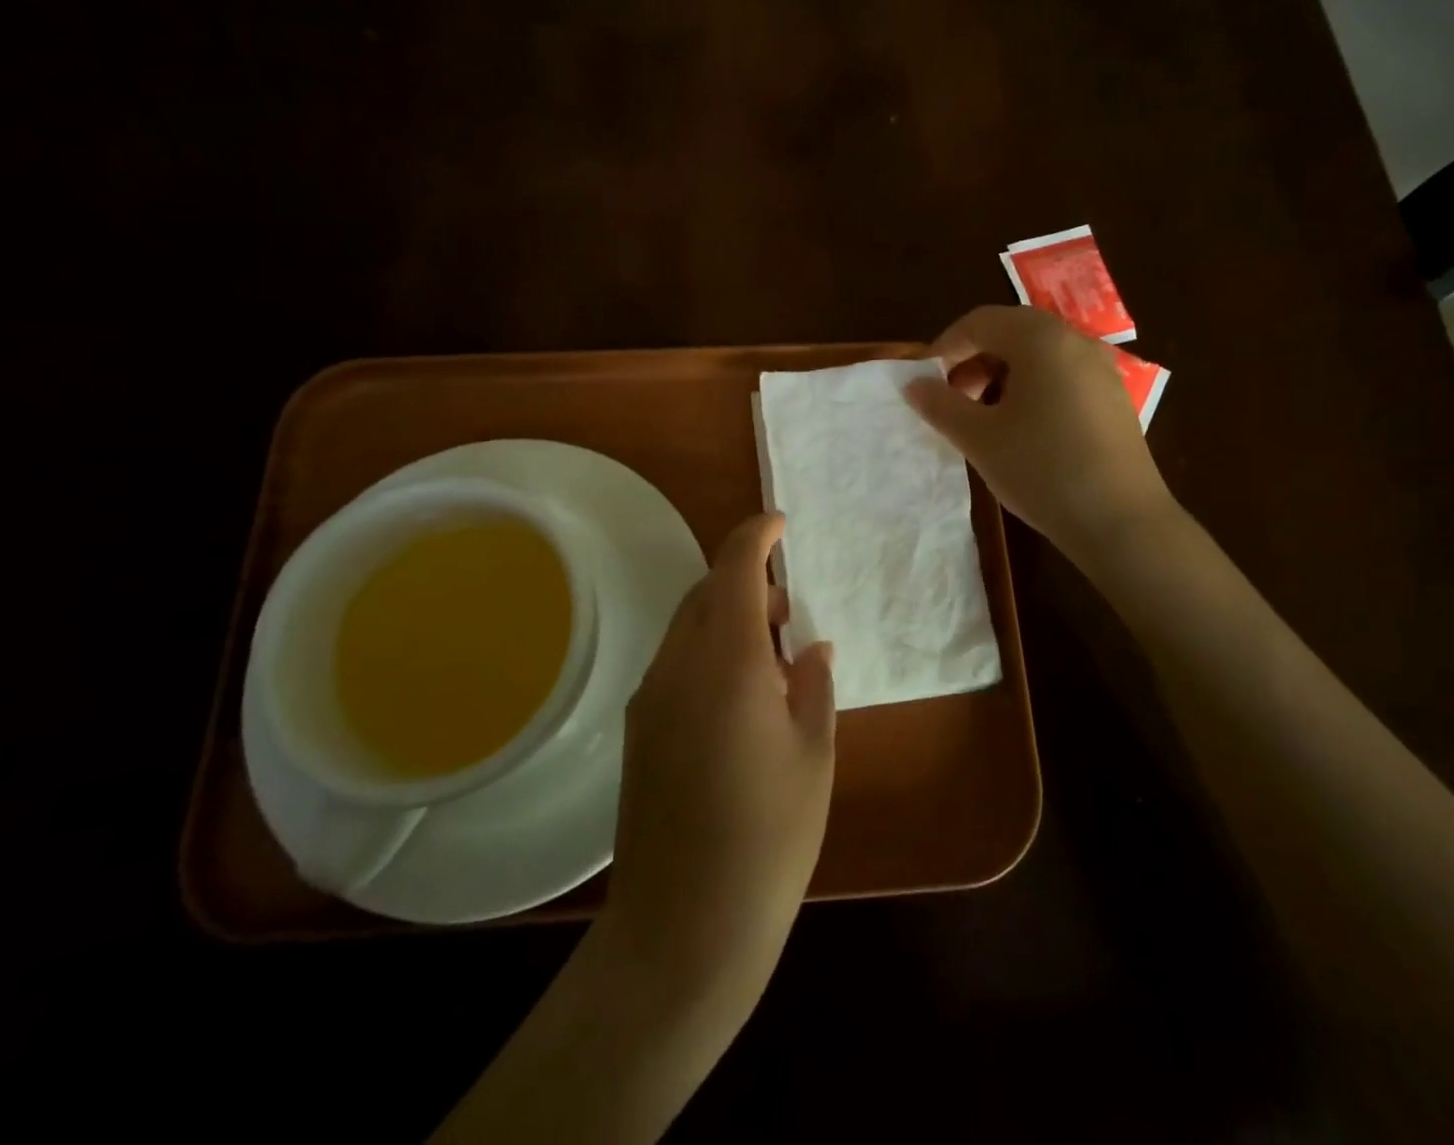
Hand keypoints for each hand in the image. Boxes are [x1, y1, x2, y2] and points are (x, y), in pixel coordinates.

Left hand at [606, 513, 834, 1003]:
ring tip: (772, 660)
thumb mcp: (813, 756)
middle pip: (707, 591)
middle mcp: (680, 664)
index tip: (780, 524)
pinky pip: (676, 662)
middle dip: (747, 582)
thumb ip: (815, 687)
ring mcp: (651, 696)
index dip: (757, 535)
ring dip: (727, 618)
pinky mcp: (638, 728)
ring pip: (688, 626)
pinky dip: (708, 652)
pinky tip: (737, 700)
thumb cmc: (768, 838)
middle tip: (790, 613)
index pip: (735, 568)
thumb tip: (812, 648)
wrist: (682, 928)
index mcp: (729, 661)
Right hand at [906, 305, 1176, 557]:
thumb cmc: (1041, 469)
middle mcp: (1075, 341)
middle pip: (1011, 333)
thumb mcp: (979, 438)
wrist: (1121, 521)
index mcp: (1041, 339)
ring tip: (985, 419)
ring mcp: (1101, 369)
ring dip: (1001, 376)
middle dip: (973, 361)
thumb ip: (940, 404)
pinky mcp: (1113, 398)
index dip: (945, 347)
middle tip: (954, 401)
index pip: (980, 321)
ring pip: (1038, 356)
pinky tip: (1023, 431)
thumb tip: (913, 384)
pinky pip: (1062, 376)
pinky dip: (1032, 389)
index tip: (927, 384)